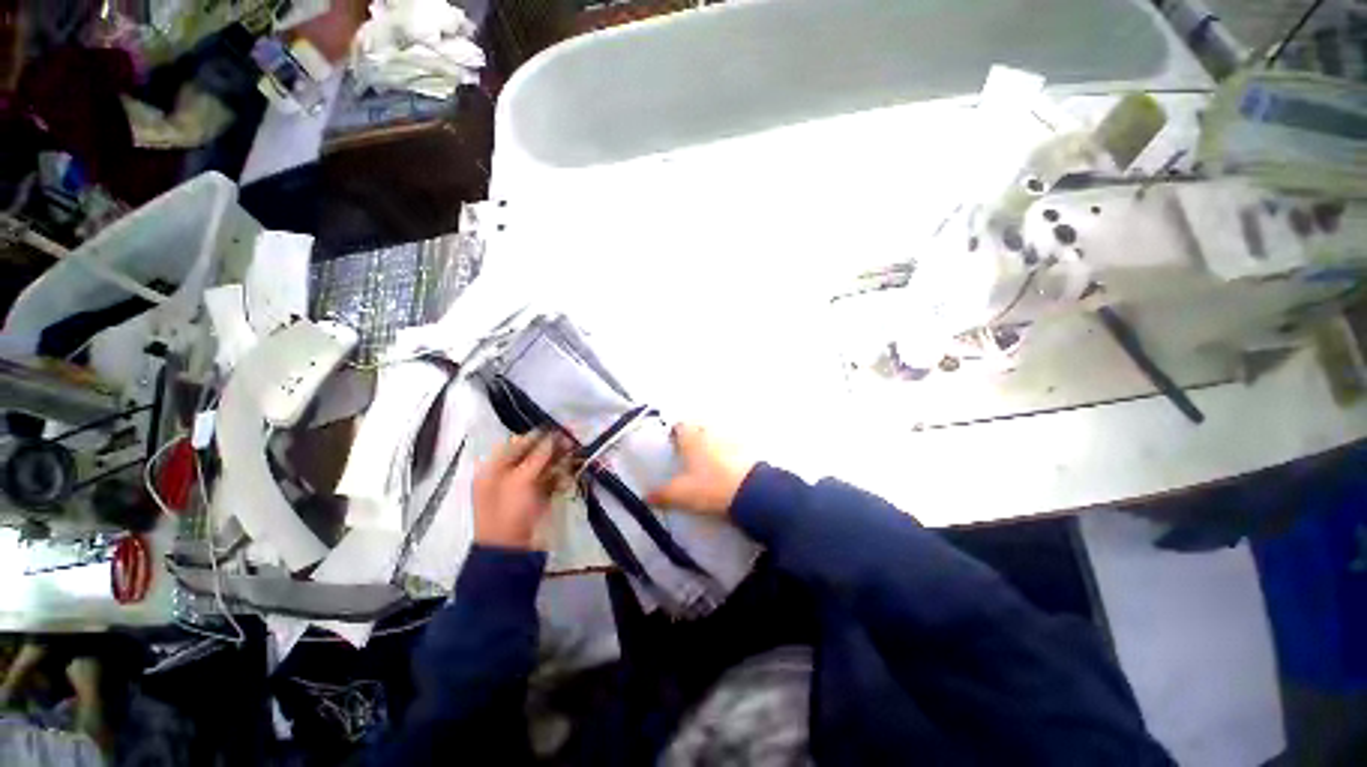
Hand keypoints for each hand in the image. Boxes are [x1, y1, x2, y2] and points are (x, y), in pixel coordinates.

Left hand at [473, 430, 570, 549]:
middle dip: (551, 448)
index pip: (516, 444)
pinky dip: (559, 476)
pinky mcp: (535, 499)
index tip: (558, 430)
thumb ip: (538, 456)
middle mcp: (506, 476)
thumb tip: (553, 436)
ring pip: (542, 467)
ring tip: (575, 454)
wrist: (510, 552)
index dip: (537, 436)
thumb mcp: (521, 480)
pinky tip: (570, 473)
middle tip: (571, 442)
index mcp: (493, 469)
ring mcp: (522, 489)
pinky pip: (549, 482)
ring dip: (558, 460)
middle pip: (531, 455)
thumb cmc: (509, 511)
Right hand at [647, 424, 754, 516]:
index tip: (673, 447)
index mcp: (691, 437)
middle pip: (698, 428)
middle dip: (693, 438)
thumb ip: (662, 494)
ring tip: (708, 463)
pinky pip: (732, 445)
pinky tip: (726, 468)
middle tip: (689, 456)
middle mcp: (710, 432)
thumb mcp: (681, 494)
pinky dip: (728, 452)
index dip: (675, 435)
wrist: (751, 491)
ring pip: (716, 435)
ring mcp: (730, 438)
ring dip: (711, 444)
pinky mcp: (746, 448)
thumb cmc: (711, 487)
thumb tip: (646, 496)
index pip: (679, 426)